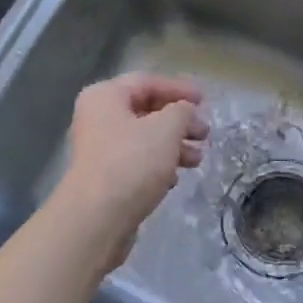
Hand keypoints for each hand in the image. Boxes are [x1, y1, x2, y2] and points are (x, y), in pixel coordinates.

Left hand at [55, 73, 208, 269]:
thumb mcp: (166, 128)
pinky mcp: (105, 177)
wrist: (97, 219)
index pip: (147, 82)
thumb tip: (185, 111)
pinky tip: (176, 177)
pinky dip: (159, 165)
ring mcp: (100, 149)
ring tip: (198, 159)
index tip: (205, 101)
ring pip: (144, 138)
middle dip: (179, 121)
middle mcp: (98, 118)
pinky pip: (137, 162)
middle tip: (205, 133)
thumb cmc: (132, 162)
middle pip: (146, 111)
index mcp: (105, 97)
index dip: (179, 89)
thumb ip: (182, 111)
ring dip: (174, 145)